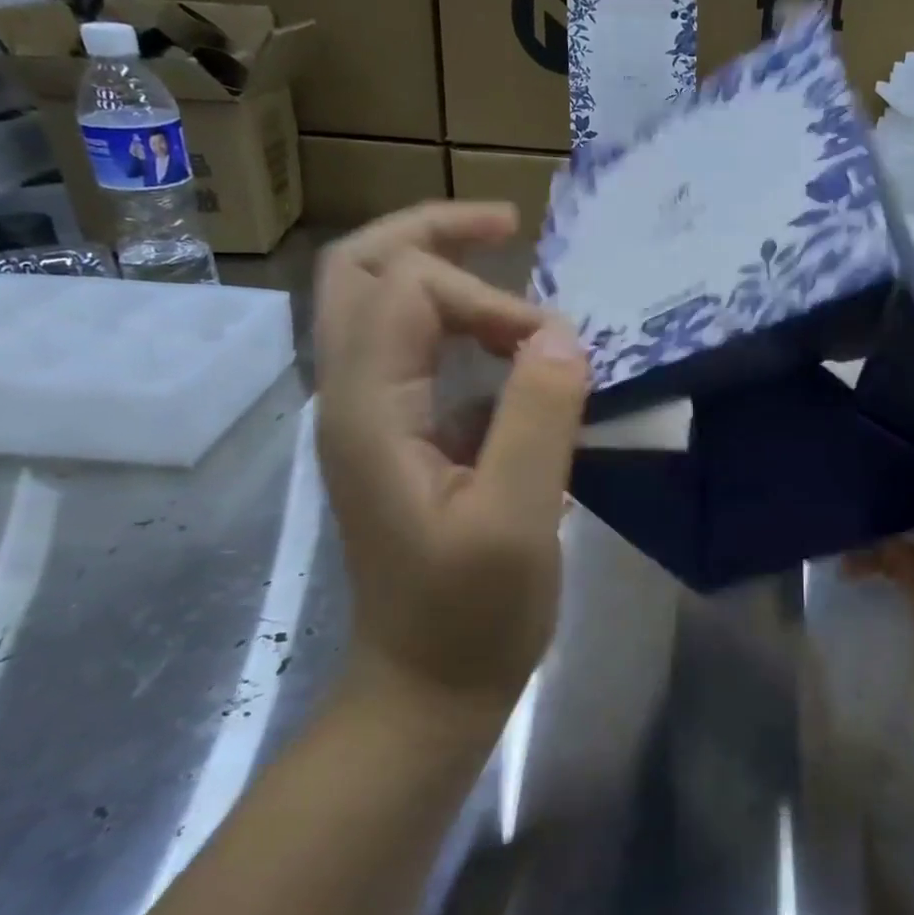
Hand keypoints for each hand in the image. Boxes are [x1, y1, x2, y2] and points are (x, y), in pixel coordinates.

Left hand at [312, 202, 588, 714]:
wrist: (425, 689)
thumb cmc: (471, 616)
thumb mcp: (518, 521)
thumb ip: (538, 418)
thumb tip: (561, 333)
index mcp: (368, 410)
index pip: (407, 289)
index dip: (490, 300)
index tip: (554, 351)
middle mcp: (351, 397)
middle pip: (359, 270)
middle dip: (433, 232)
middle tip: (509, 225)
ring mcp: (369, 416)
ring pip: (378, 303)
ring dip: (443, 272)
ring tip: (513, 270)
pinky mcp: (398, 436)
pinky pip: (413, 348)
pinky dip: (458, 323)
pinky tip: (512, 346)